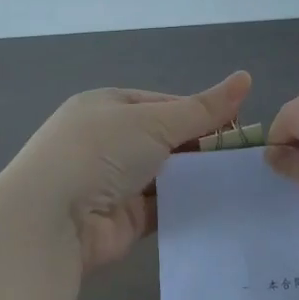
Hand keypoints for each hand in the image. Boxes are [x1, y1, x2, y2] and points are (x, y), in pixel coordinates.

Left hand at [6, 71, 252, 272]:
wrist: (52, 222)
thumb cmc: (100, 152)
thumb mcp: (155, 121)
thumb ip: (203, 108)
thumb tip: (246, 77)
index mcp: (109, 106)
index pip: (165, 104)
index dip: (202, 113)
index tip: (239, 127)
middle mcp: (109, 141)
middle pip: (168, 140)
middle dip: (203, 147)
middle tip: (246, 158)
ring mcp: (115, 182)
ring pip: (169, 175)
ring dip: (198, 178)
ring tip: (243, 181)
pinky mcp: (124, 219)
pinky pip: (165, 207)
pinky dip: (188, 206)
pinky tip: (222, 207)